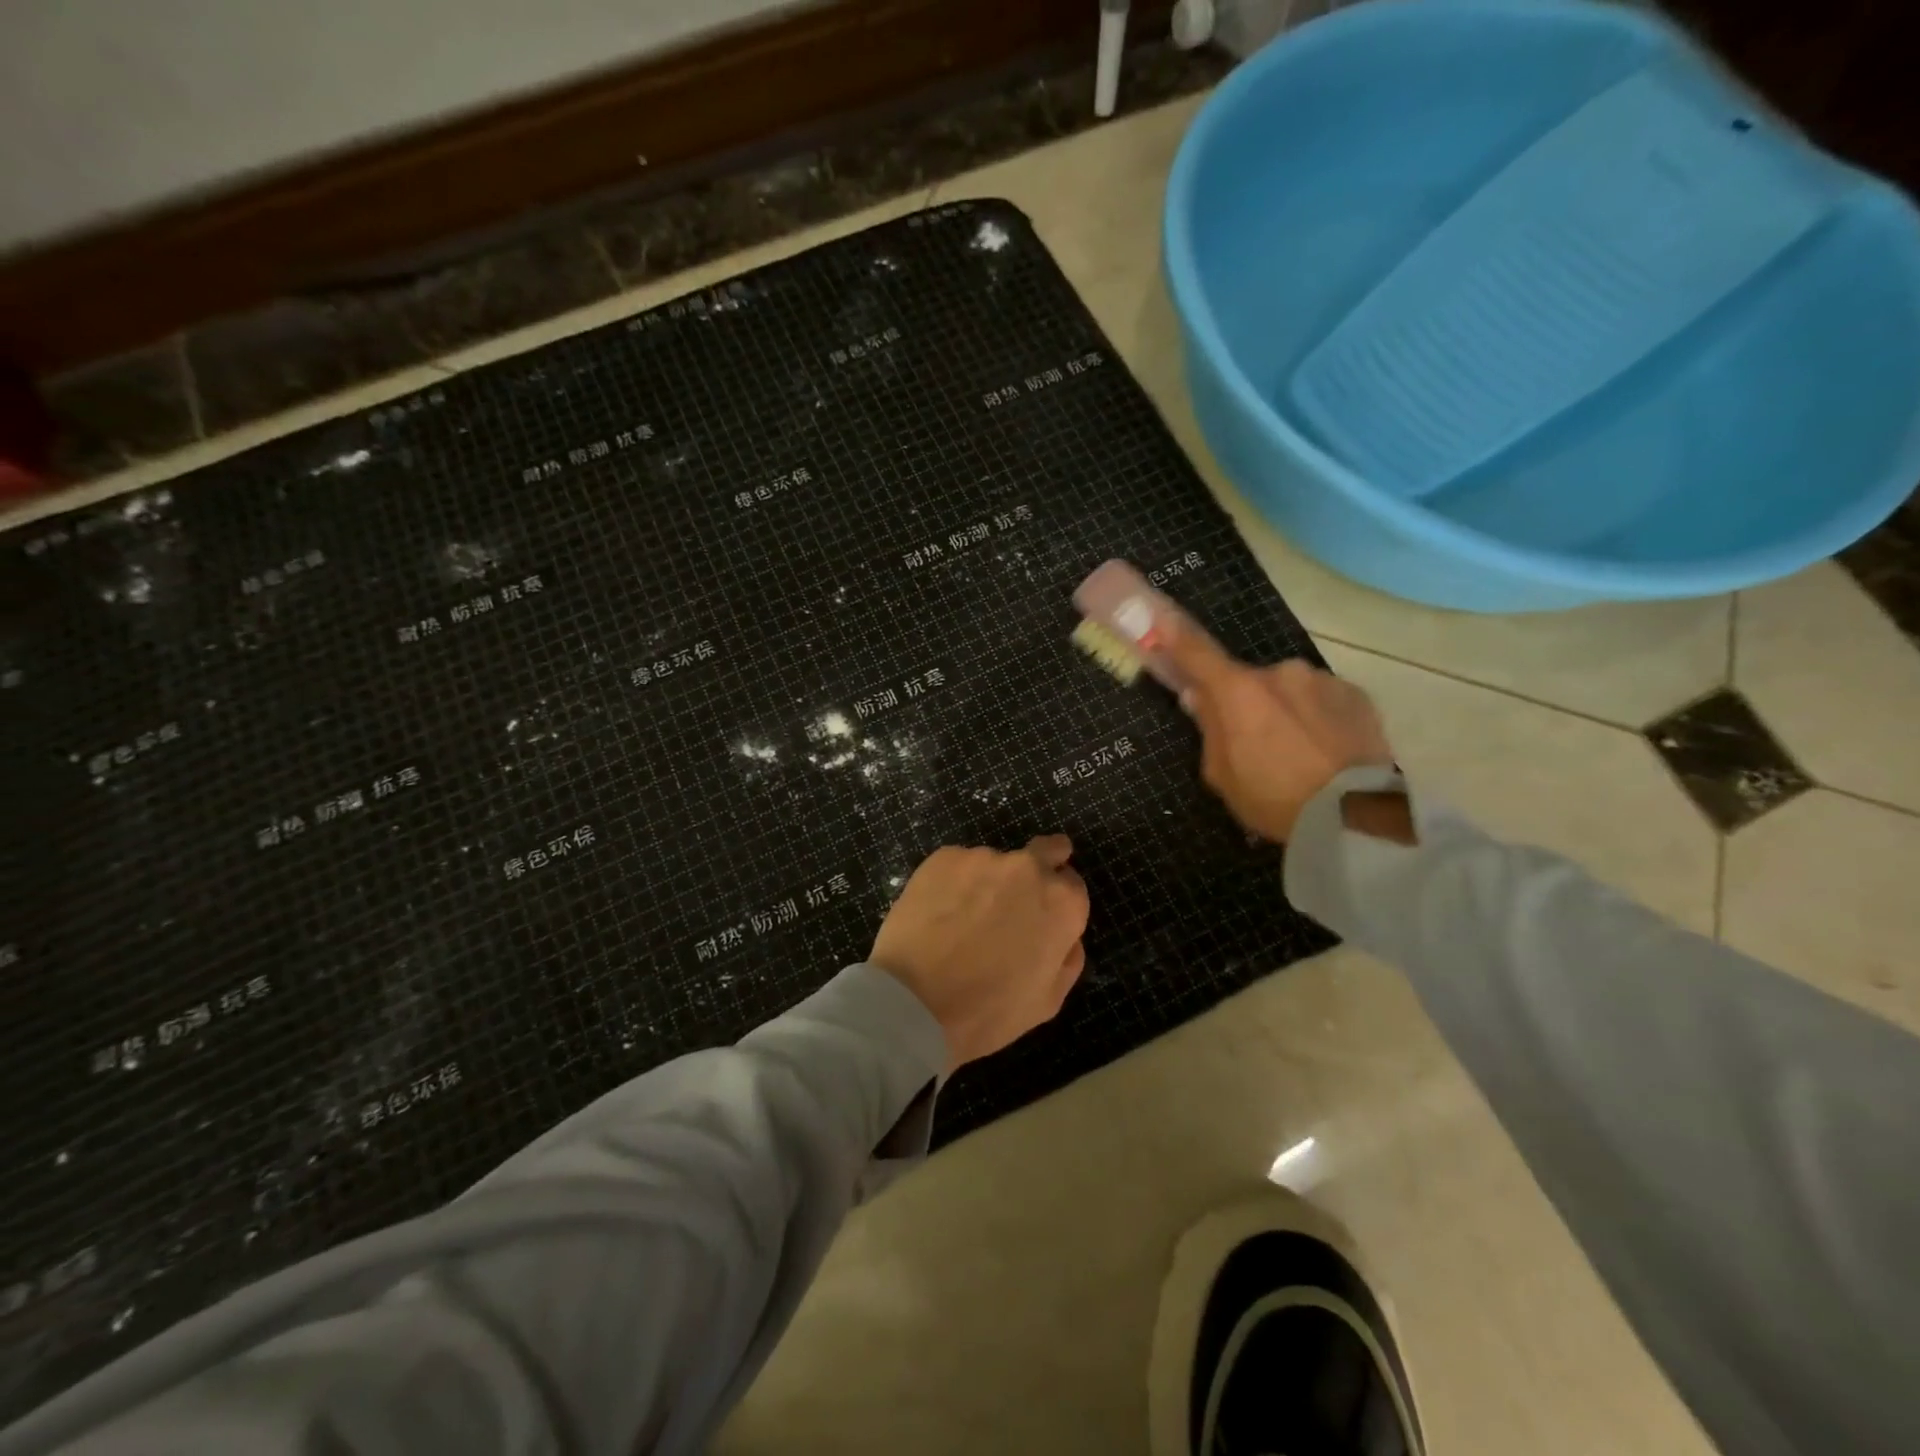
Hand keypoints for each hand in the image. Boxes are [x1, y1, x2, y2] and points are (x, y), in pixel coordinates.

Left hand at [870, 836, 1089, 1071]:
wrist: (915, 1002)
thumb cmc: (989, 1011)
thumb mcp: (1047, 1000)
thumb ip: (1067, 958)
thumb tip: (1067, 936)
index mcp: (1062, 902)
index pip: (1072, 885)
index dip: (1059, 901)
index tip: (1042, 916)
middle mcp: (1028, 868)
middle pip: (1045, 851)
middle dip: (1041, 864)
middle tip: (1018, 894)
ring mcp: (983, 857)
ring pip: (995, 864)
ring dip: (988, 882)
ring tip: (963, 919)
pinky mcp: (944, 857)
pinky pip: (958, 866)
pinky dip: (954, 884)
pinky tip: (938, 913)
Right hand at [1161, 619, 1393, 842]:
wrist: (1353, 815)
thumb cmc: (1273, 799)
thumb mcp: (1222, 775)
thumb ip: (1210, 729)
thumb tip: (1200, 698)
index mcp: (1237, 691)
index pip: (1196, 652)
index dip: (1175, 635)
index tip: (1159, 616)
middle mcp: (1279, 672)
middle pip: (1249, 680)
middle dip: (1246, 701)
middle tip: (1254, 740)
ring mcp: (1321, 679)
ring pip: (1289, 689)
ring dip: (1285, 709)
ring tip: (1298, 750)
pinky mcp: (1357, 694)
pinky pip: (1324, 699)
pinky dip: (1318, 716)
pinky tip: (1326, 749)